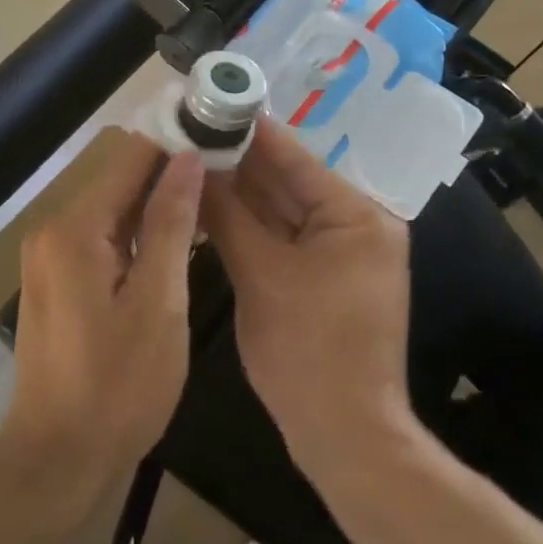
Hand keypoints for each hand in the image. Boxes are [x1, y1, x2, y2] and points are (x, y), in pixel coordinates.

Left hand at [2, 134, 204, 510]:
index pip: (130, 158)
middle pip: (120, 182)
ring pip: (113, 211)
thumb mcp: (158, 303)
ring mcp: (50, 256)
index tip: (220, 139)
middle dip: (170, 176)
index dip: (176, 144)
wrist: (58, 460)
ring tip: (212, 203)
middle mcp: (54, 229)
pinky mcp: (56, 280)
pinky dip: (138, 236)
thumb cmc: (117, 386)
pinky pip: (102, 240)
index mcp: (75, 228)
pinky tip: (175, 243)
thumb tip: (188, 159)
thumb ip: (171, 224)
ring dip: (157, 207)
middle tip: (227, 176)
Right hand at [201, 121, 413, 474]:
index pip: (292, 157)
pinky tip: (209, 205)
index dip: (246, 130)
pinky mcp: (324, 277)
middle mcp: (355, 223)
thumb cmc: (308, 352)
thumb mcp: (261, 275)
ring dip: (239, 191)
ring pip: (280, 210)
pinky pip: (282, 238)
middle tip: (187, 131)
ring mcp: (341, 252)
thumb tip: (192, 164)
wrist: (345, 439)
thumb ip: (226, 214)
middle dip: (237, 160)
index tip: (206, 103)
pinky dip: (249, 225)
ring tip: (189, 159)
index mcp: (355, 214)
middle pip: (286, 180)